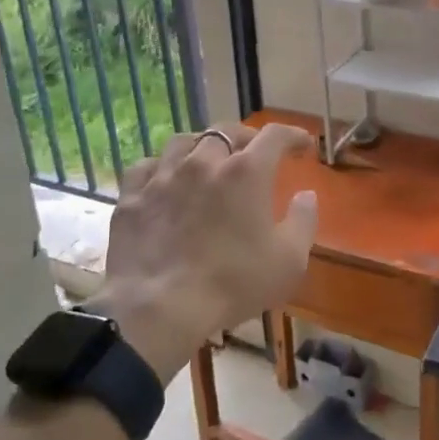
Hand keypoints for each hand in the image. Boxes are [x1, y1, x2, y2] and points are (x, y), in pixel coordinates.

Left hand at [91, 122, 317, 382]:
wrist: (158, 307)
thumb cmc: (233, 284)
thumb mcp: (289, 261)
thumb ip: (304, 221)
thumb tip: (306, 195)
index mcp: (246, 172)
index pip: (275, 136)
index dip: (293, 135)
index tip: (302, 145)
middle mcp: (204, 161)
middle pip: (227, 132)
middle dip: (246, 138)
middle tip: (254, 153)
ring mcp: (163, 176)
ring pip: (183, 142)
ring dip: (202, 146)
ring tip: (207, 160)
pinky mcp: (132, 196)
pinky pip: (147, 166)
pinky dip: (161, 167)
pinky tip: (165, 180)